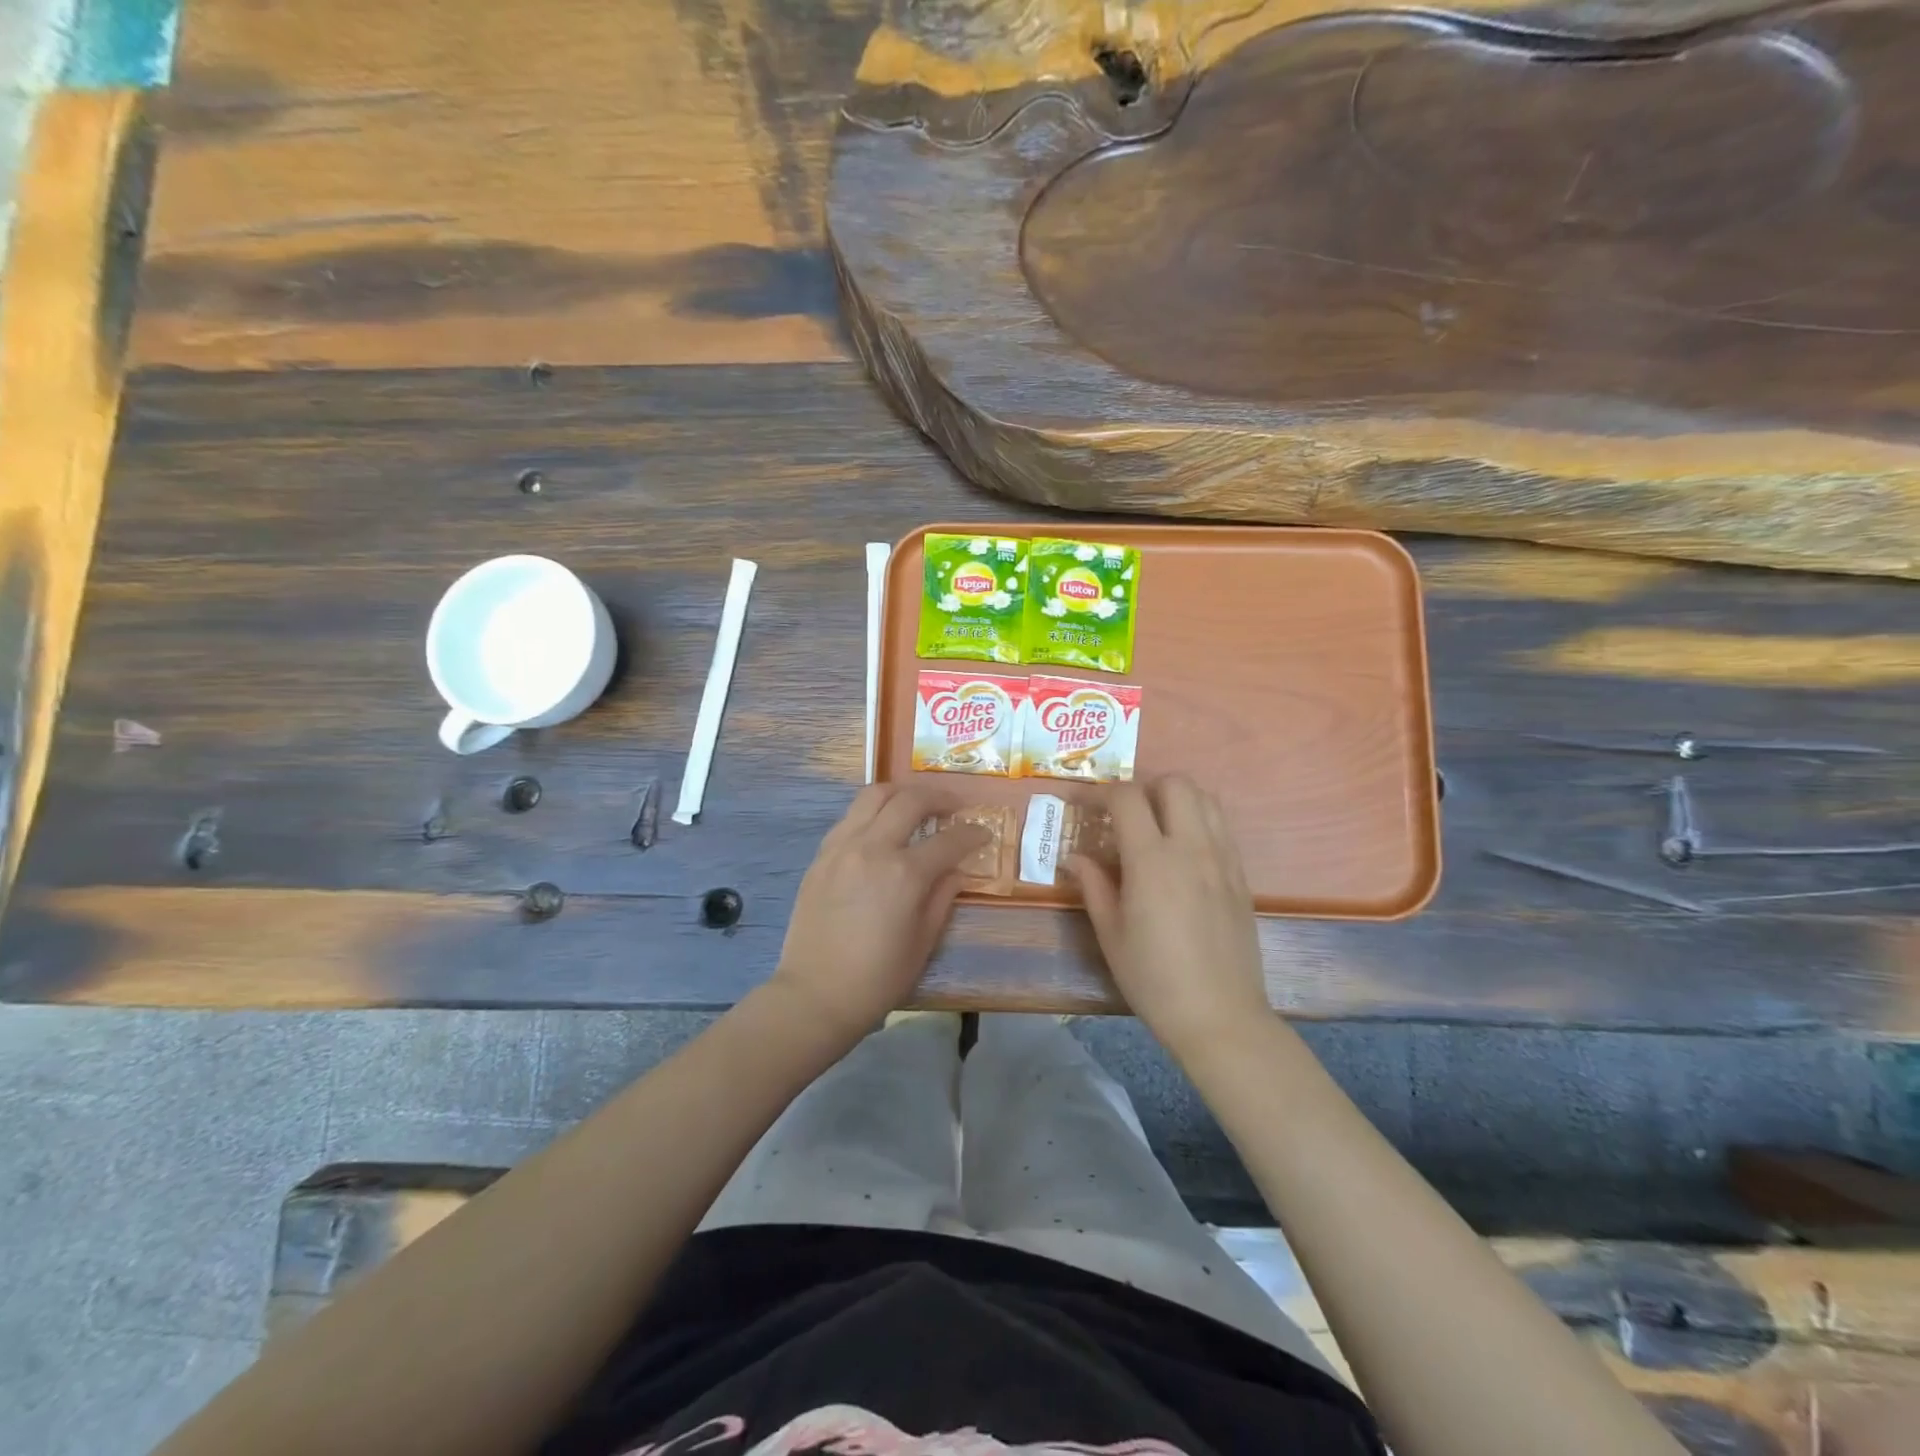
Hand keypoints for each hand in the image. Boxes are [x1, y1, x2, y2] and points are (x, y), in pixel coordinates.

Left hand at [771, 784, 988, 1043]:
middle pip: (910, 800)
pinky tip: (882, 828)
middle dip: (939, 797)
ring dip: (902, 793)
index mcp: (905, 874)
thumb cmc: (878, 978)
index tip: (983, 833)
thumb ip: (943, 896)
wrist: (816, 994)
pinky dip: (872, 812)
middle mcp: (873, 848)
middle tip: (954, 808)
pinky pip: (850, 817)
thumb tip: (956, 870)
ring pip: (873, 795)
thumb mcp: (924, 941)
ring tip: (916, 805)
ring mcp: (842, 846)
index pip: (949, 840)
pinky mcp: (821, 855)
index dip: (972, 834)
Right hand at [1067, 775, 1270, 1059]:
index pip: (1127, 798)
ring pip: (1206, 798)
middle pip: (1175, 783)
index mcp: (1152, 861)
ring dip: (1176, 798)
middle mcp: (1191, 848)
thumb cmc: (1154, 979)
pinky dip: (1199, 820)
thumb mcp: (1111, 934)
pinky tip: (1183, 852)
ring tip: (1156, 825)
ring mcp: (1222, 859)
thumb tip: (1075, 858)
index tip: (1083, 806)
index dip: (1100, 792)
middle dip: (1144, 787)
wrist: (1220, 1016)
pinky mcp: (1241, 875)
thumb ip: (1093, 886)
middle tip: (1124, 814)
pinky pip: (1222, 826)